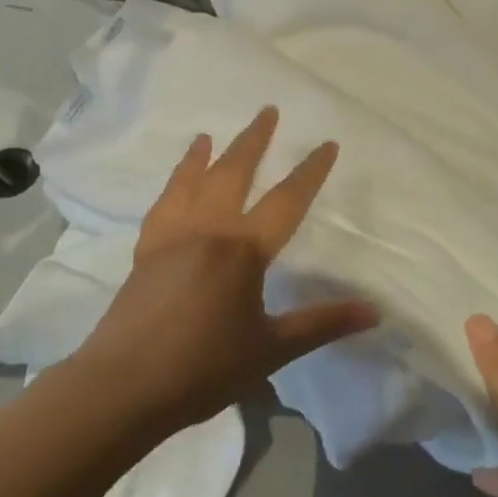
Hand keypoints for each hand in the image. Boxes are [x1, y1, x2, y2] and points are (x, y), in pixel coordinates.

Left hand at [76, 107, 377, 436]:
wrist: (124, 386)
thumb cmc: (203, 368)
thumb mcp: (271, 349)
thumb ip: (322, 324)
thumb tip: (374, 312)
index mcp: (243, 249)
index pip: (287, 200)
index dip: (310, 171)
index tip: (327, 144)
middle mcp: (208, 229)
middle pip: (234, 171)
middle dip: (254, 140)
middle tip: (267, 110)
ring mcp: (172, 235)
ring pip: (192, 180)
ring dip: (205, 154)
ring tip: (208, 134)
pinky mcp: (145, 250)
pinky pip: (163, 204)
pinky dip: (172, 184)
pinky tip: (175, 183)